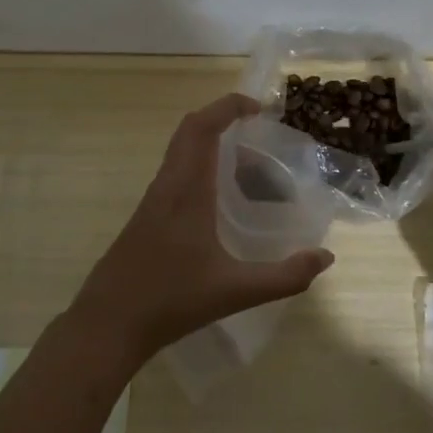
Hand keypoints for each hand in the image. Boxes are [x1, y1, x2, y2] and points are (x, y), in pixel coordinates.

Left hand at [68, 93, 334, 366]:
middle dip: (223, 120)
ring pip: (181, 153)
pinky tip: (222, 205)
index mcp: (186, 190)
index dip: (228, 107)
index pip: (202, 127)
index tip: (258, 108)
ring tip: (250, 171)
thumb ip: (284, 276)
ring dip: (212, 147)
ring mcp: (152, 201)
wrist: (107, 325)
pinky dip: (201, 170)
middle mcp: (167, 185)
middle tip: (258, 133)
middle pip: (189, 131)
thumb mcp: (235, 292)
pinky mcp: (146, 217)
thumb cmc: (170, 302)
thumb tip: (325, 257)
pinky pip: (176, 174)